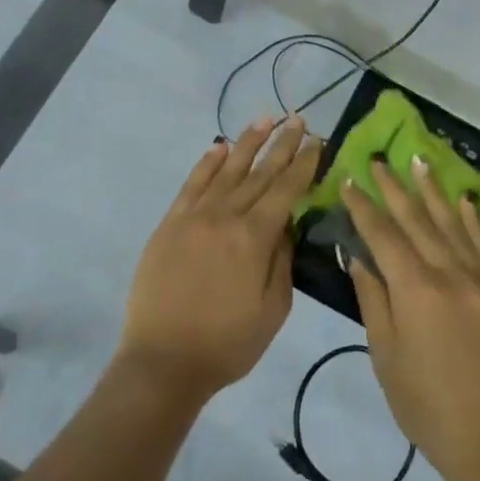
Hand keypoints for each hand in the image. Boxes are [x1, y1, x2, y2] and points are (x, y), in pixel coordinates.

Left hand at [120, 116, 320, 402]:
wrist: (163, 361)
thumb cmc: (227, 343)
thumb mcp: (272, 310)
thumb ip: (282, 261)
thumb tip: (286, 225)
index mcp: (254, 238)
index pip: (285, 190)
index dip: (304, 164)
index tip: (317, 141)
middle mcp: (224, 216)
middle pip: (259, 173)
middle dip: (282, 145)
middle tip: (298, 120)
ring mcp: (193, 217)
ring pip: (225, 170)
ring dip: (247, 143)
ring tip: (265, 119)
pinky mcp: (169, 224)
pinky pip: (191, 185)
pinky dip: (206, 164)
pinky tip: (218, 148)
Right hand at [341, 157, 479, 480]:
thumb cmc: (427, 406)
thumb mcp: (386, 356)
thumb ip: (373, 300)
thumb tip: (357, 257)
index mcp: (415, 289)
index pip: (382, 235)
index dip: (362, 207)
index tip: (347, 180)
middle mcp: (448, 273)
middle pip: (416, 220)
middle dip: (394, 189)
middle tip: (376, 160)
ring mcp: (479, 281)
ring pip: (451, 224)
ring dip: (432, 191)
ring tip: (418, 162)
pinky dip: (470, 219)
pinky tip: (462, 200)